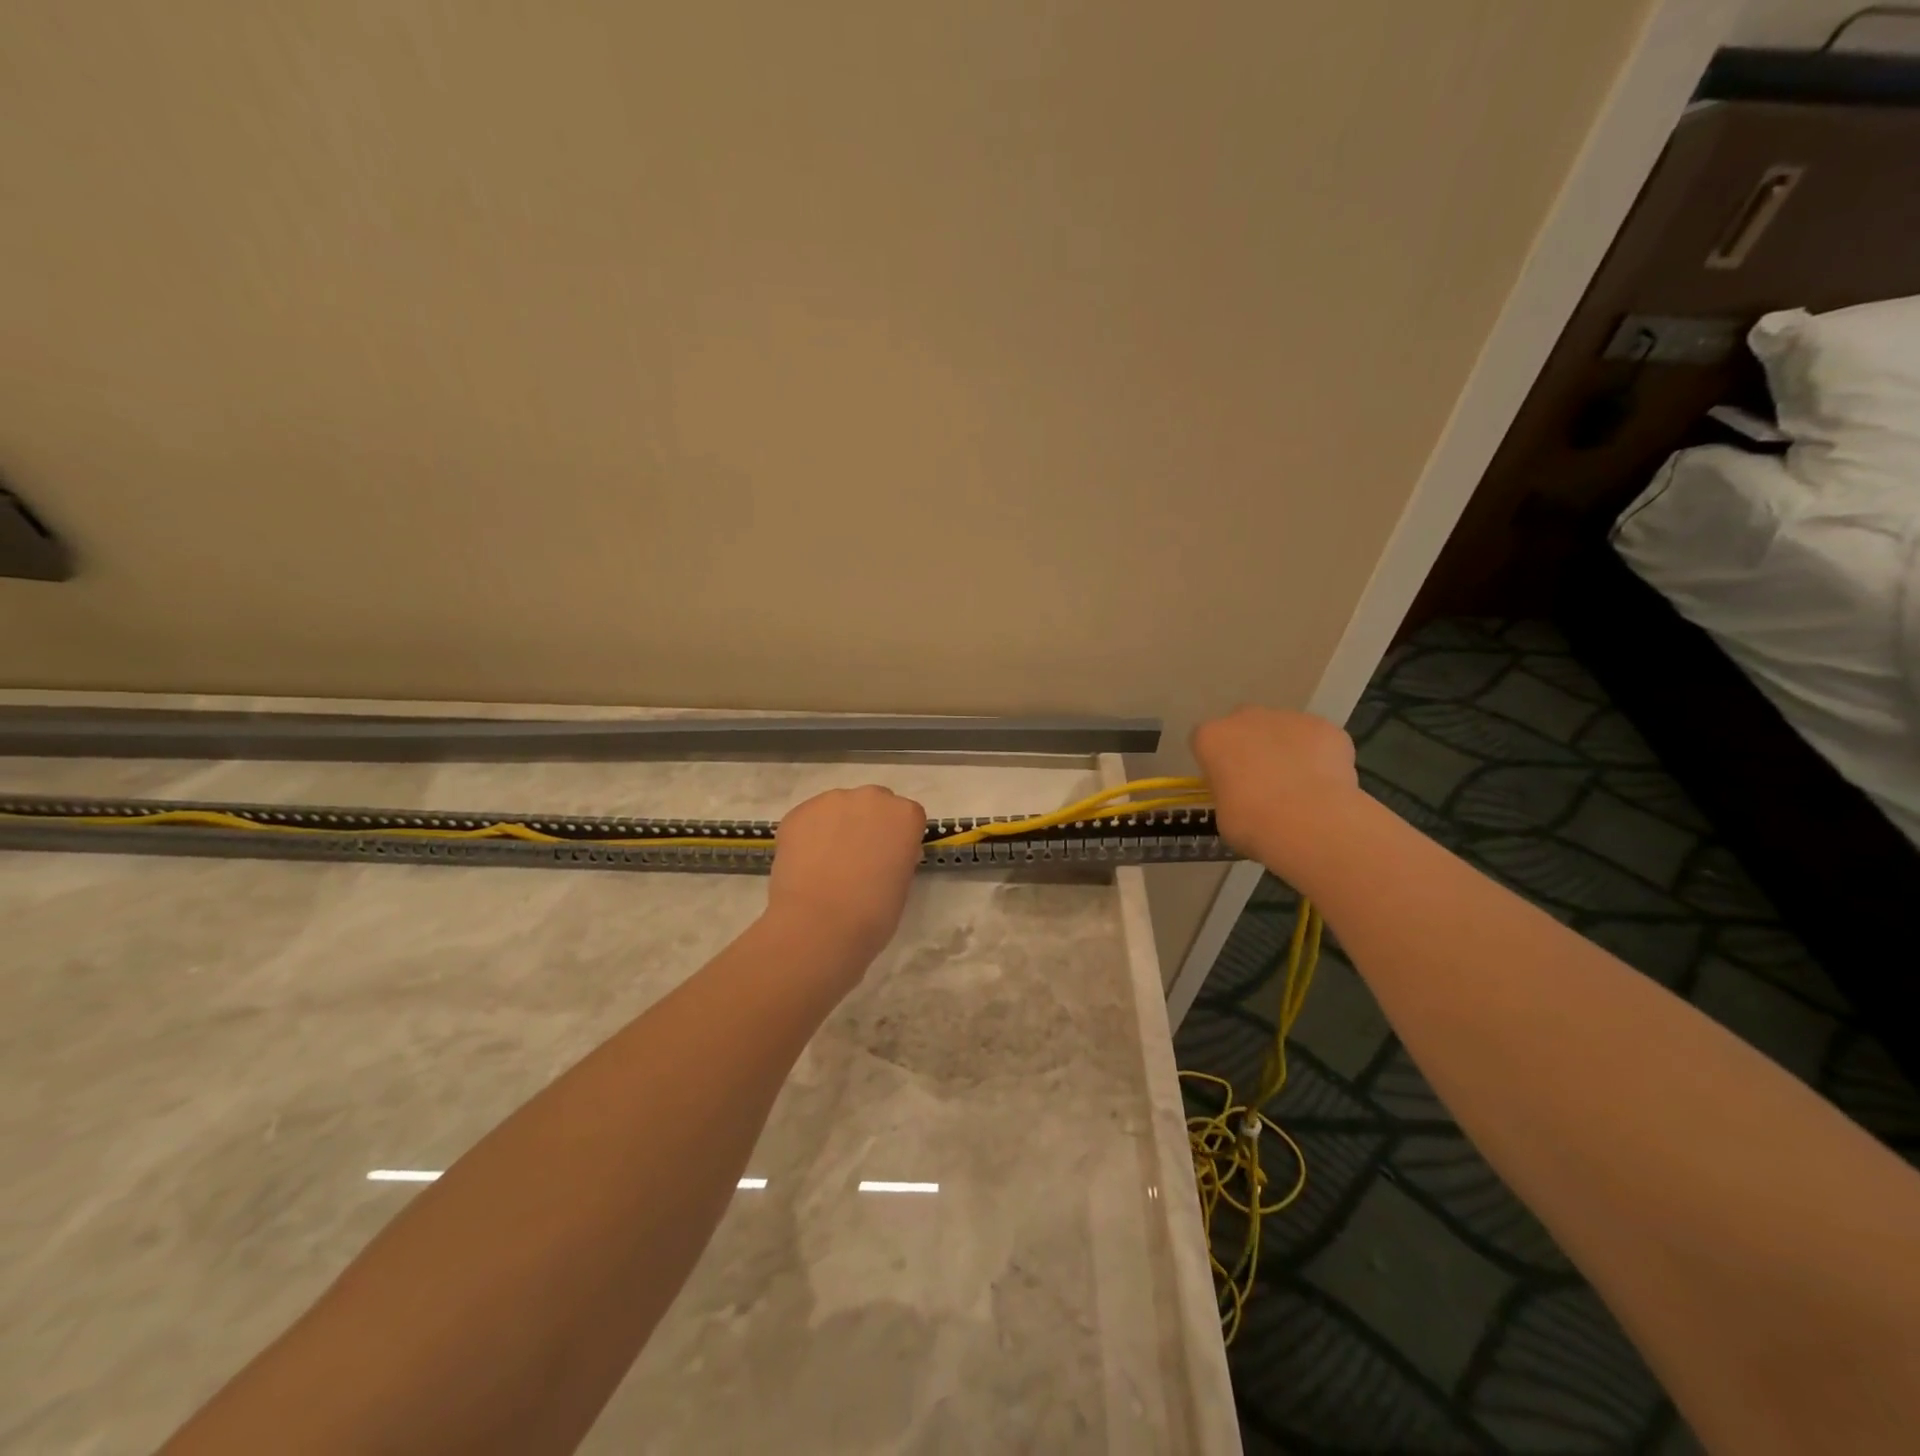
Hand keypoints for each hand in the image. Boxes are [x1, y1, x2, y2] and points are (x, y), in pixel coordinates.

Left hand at [765, 786, 927, 971]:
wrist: (819, 925)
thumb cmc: (873, 914)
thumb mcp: (902, 885)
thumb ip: (897, 858)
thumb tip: (882, 856)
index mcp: (905, 815)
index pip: (907, 817)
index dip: (897, 838)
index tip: (888, 860)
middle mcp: (871, 797)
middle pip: (873, 804)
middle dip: (867, 825)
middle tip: (857, 859)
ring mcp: (831, 801)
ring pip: (838, 808)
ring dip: (836, 827)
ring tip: (825, 864)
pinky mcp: (798, 812)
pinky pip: (809, 820)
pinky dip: (808, 836)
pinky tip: (805, 865)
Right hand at [1191, 707, 1361, 881]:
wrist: (1310, 823)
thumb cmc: (1252, 823)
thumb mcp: (1222, 813)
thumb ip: (1228, 791)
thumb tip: (1241, 793)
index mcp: (1212, 737)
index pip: (1205, 741)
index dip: (1216, 762)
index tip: (1226, 784)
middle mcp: (1247, 717)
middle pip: (1244, 725)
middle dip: (1250, 746)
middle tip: (1261, 781)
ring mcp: (1289, 718)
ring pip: (1282, 729)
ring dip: (1285, 749)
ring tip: (1299, 786)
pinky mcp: (1324, 726)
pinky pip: (1316, 739)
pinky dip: (1318, 755)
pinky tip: (1325, 784)